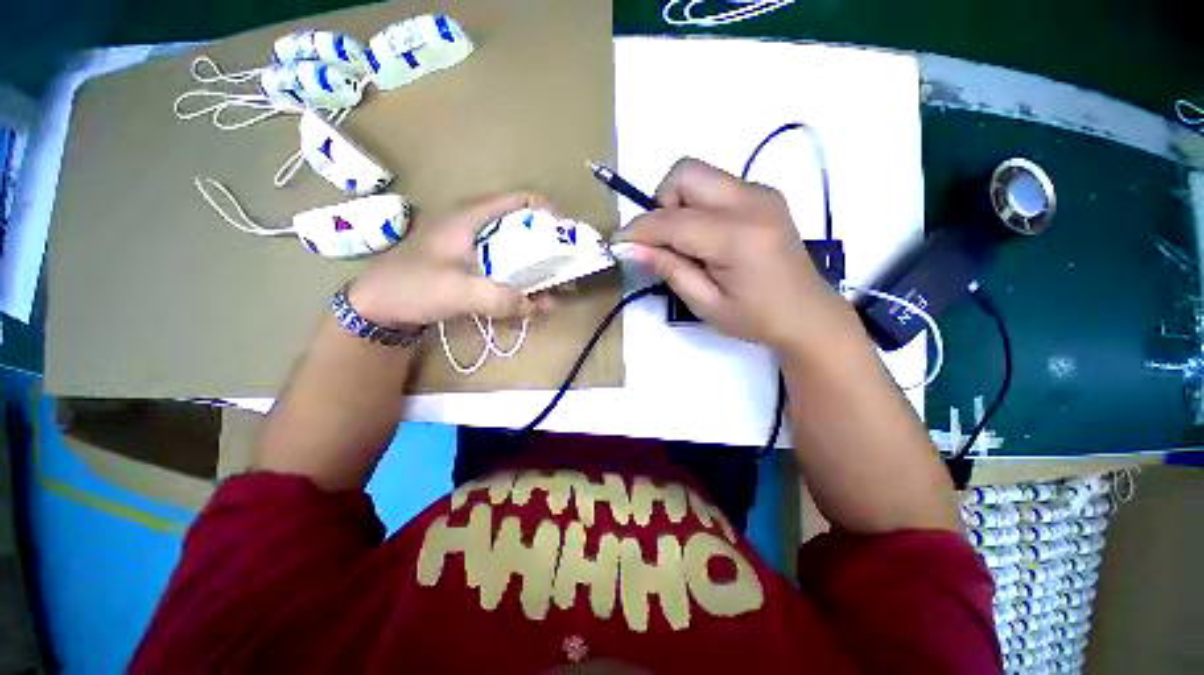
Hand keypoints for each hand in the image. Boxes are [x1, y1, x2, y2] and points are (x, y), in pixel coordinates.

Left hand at [349, 193, 554, 326]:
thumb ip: (499, 298)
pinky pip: (504, 266)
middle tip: (565, 266)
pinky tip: (529, 299)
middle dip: (547, 245)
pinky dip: (521, 280)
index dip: (547, 212)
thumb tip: (538, 305)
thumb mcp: (456, 291)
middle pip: (521, 225)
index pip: (519, 200)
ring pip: (514, 248)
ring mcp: (473, 247)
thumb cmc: (412, 286)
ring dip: (536, 266)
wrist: (377, 305)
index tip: (566, 235)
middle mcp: (476, 226)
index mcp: (472, 217)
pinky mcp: (471, 265)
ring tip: (553, 288)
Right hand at [619, 158, 850, 351]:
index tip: (619, 242)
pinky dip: (696, 205)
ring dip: (678, 204)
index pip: (672, 220)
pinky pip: (715, 185)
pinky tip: (705, 237)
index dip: (639, 230)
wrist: (809, 314)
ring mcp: (761, 193)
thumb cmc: (757, 319)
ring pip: (698, 174)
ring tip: (685, 242)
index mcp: (738, 237)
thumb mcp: (706, 304)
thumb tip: (632, 248)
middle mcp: (752, 202)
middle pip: (685, 173)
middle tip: (663, 241)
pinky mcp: (764, 194)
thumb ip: (670, 270)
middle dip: (661, 204)